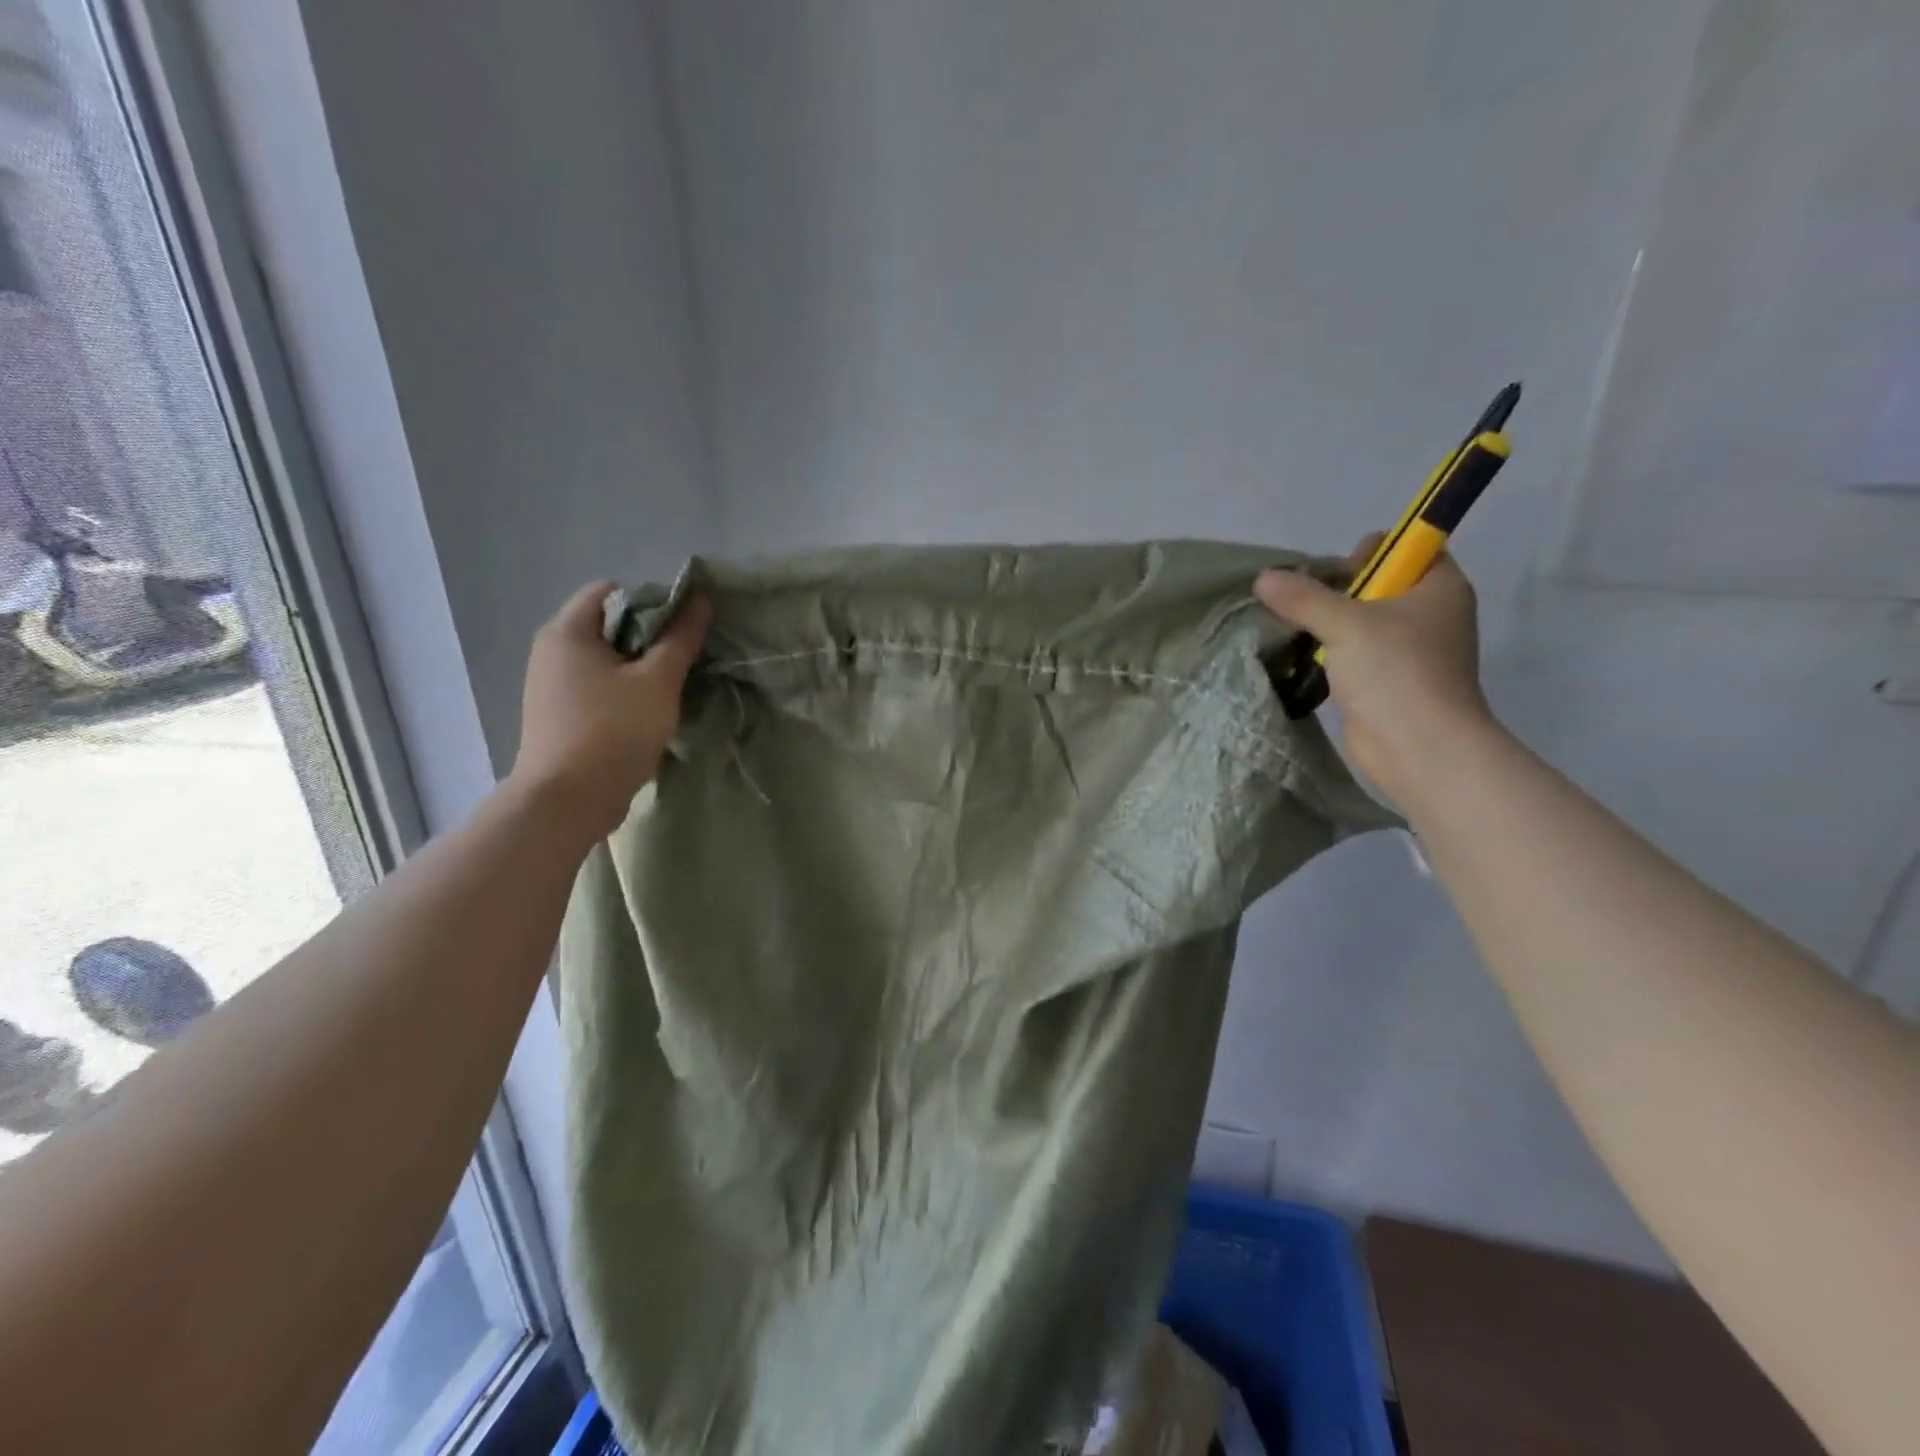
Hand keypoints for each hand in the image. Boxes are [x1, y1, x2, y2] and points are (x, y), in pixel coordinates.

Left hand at [509, 581, 711, 838]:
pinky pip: (598, 687)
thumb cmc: (614, 731)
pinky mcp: (559, 715)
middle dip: (651, 638)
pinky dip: (624, 692)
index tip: (683, 631)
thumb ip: (681, 638)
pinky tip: (648, 714)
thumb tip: (700, 598)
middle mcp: (551, 651)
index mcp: (568, 631)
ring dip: (641, 669)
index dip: (653, 601)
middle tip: (685, 661)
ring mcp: (551, 685)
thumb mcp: (658, 681)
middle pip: (610, 625)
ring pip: (607, 660)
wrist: (568, 801)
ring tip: (671, 690)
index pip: (612, 590)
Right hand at [1256, 536, 1492, 804]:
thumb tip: (1263, 578)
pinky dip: (1330, 652)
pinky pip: (1354, 653)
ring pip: (1362, 621)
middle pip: (1378, 584)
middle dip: (1337, 589)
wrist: (1419, 748)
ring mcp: (1409, 650)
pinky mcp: (1387, 681)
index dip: (1371, 551)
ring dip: (1328, 623)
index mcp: (1439, 586)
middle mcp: (1430, 614)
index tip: (1334, 569)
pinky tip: (1302, 656)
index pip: (1409, 548)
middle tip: (1302, 601)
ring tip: (1292, 626)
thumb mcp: (1345, 624)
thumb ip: (1303, 598)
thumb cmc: (1395, 672)